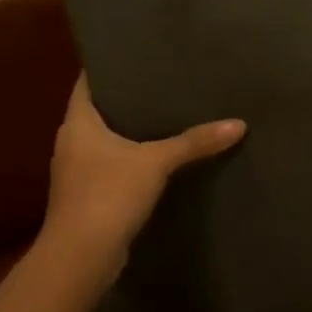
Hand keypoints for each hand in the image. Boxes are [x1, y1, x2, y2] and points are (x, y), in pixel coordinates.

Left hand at [38, 75, 244, 284]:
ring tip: (167, 113)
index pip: (87, 82)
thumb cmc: (108, 195)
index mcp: (77, 123)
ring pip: (106, 140)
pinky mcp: (89, 198)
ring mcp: (78, 172)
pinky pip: (113, 166)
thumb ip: (194, 142)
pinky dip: (133, 159)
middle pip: (100, 110)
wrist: (80, 259)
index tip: (135, 52)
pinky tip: (160, 157)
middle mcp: (72, 143)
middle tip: (163, 79)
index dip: (108, 65)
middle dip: (128, 97)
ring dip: (131, 130)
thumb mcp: (156, 162)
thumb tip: (239, 124)